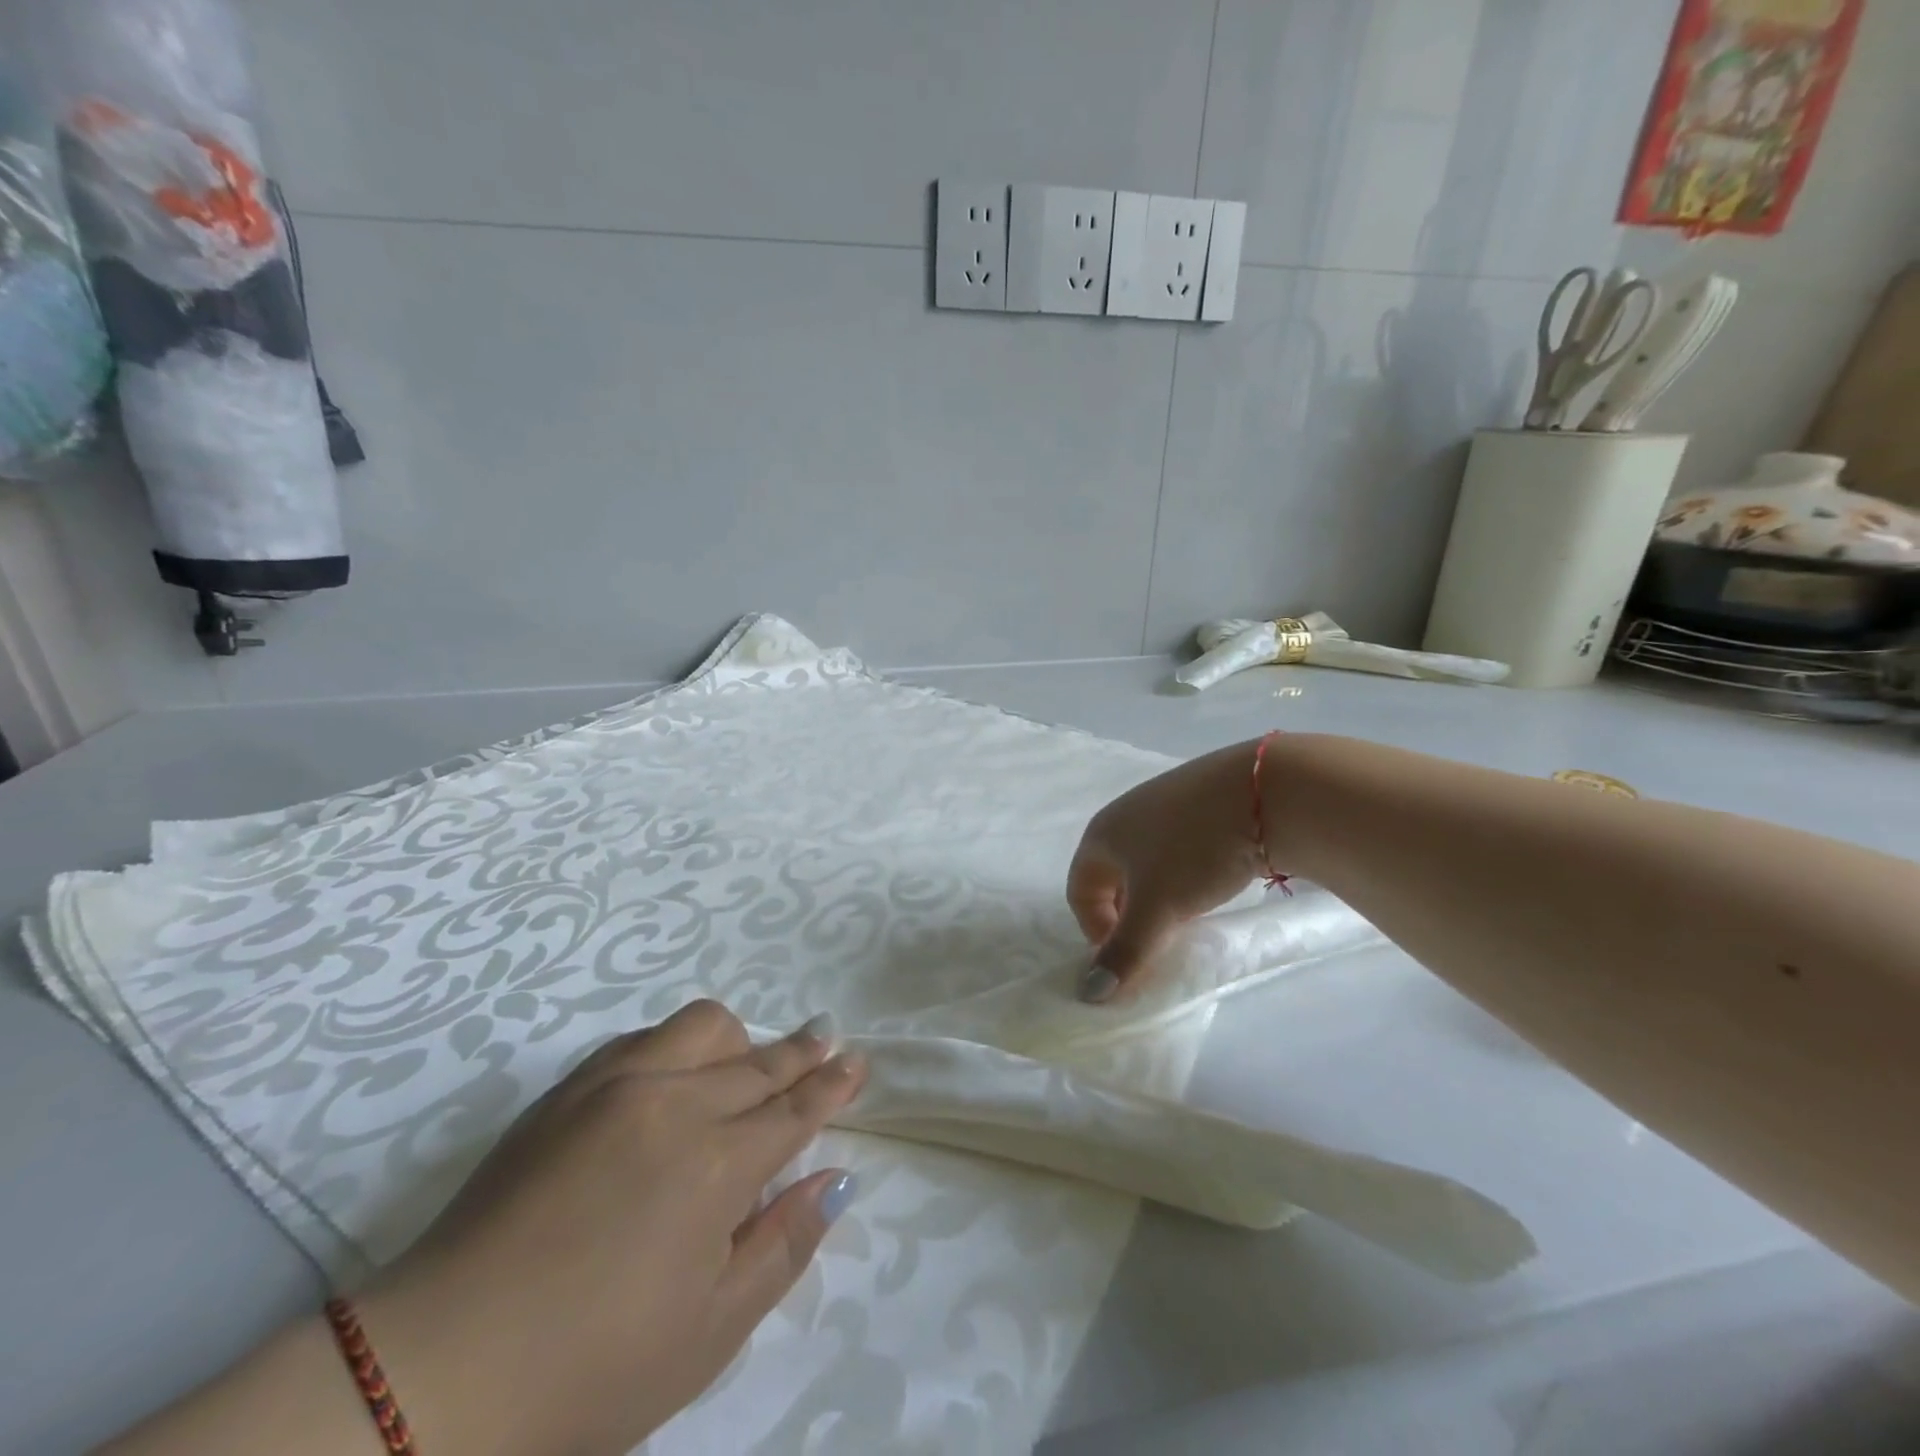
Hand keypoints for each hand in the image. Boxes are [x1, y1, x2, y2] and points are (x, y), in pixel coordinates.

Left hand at [358, 1001, 866, 1455]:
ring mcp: (616, 1085)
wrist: (434, 1371)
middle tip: (826, 1042)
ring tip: (745, 1069)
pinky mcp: (569, 1090)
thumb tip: (836, 1179)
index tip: (855, 1062)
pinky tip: (674, 1078)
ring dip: (739, 1041)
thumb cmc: (589, 1372)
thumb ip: (784, 1244)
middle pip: (758, 1060)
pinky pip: (644, 1038)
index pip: (794, 1107)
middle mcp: (674, 1102)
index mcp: (716, 1163)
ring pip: (702, 1027)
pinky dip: (678, 1047)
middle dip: (800, 1052)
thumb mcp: (709, 1331)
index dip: (831, 1084)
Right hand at [1067, 741, 1266, 1001]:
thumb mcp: (1158, 908)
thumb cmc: (1195, 851)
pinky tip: (1211, 882)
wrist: (1266, 792)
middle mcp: (1123, 815)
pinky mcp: (1197, 799)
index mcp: (1100, 835)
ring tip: (1187, 916)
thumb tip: (1089, 994)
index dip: (1096, 931)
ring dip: (1156, 896)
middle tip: (1157, 941)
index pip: (1079, 892)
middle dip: (1128, 916)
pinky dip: (1182, 874)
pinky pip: (1175, 847)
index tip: (1130, 957)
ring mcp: (1161, 803)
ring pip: (1145, 863)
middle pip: (1111, 877)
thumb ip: (1125, 953)